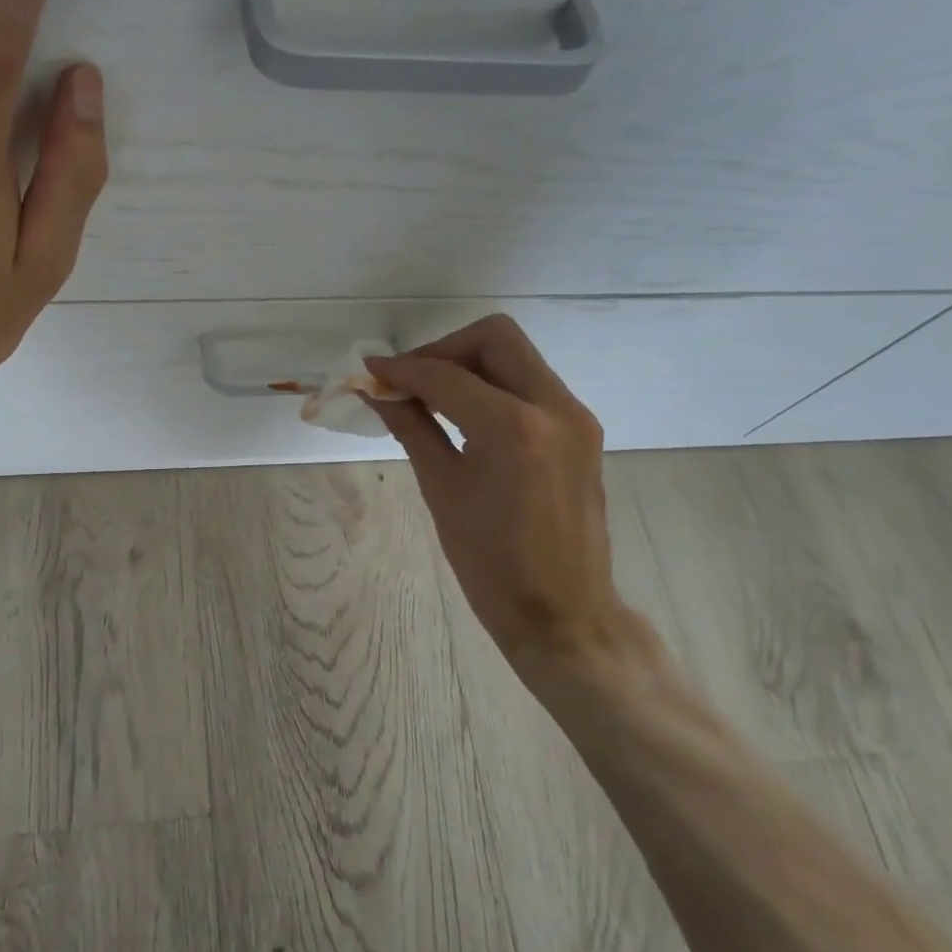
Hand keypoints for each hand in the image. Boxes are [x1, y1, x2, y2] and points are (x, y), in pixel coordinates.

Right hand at [368, 316, 662, 684]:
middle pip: (494, 337)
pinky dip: (494, 387)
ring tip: (432, 401)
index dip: (401, 370)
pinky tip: (466, 418)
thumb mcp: (442, 490)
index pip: (446, 375)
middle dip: (443, 351)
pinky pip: (532, 385)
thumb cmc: (491, 564)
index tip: (369, 374)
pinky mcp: (582, 431)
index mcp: (512, 427)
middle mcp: (553, 406)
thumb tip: (380, 394)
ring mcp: (575, 417)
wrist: (563, 614)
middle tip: (410, 384)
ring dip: (469, 366)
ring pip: (516, 357)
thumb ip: (411, 428)